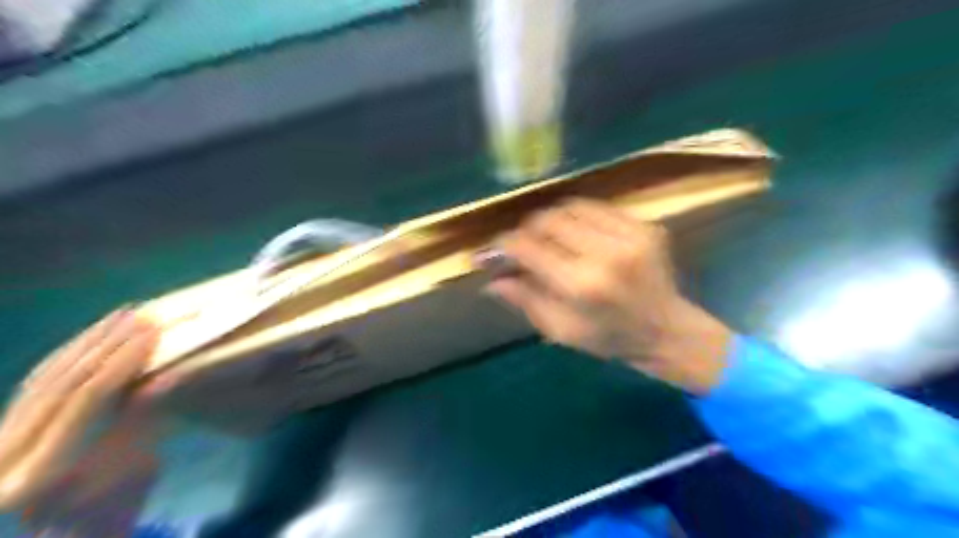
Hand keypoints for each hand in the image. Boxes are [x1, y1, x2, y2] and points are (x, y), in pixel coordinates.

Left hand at [1, 309, 171, 515]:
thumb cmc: (112, 513)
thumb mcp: (137, 469)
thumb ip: (141, 420)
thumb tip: (163, 376)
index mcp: (37, 475)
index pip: (86, 399)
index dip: (124, 360)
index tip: (153, 331)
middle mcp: (0, 459)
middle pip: (61, 384)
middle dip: (107, 344)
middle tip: (142, 315)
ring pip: (43, 380)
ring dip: (87, 343)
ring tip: (121, 315)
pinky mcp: (0, 435)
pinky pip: (33, 388)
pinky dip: (66, 358)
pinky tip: (90, 338)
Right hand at [490, 200, 732, 392]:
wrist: (668, 331)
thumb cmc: (609, 338)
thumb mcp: (561, 330)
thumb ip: (525, 300)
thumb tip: (492, 279)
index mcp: (582, 285)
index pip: (529, 248)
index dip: (503, 245)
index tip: (490, 251)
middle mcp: (606, 253)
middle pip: (548, 219)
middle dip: (526, 229)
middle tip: (520, 245)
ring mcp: (630, 234)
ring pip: (571, 207)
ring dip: (551, 220)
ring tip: (546, 238)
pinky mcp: (645, 225)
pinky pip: (597, 208)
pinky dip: (577, 217)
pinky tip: (575, 234)